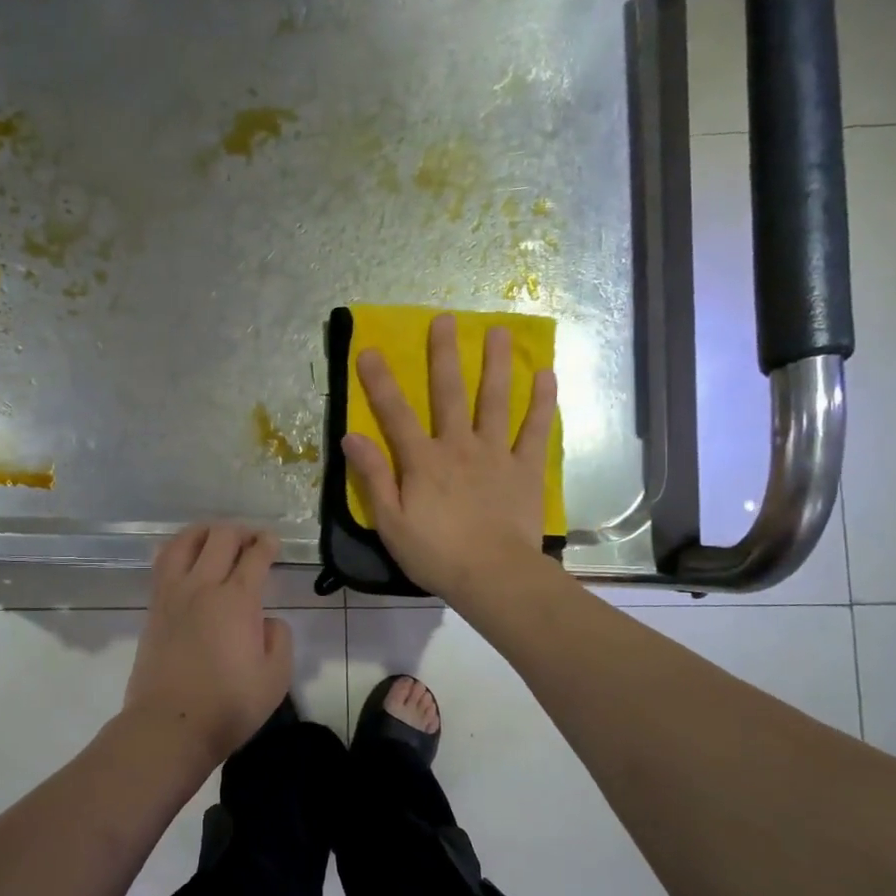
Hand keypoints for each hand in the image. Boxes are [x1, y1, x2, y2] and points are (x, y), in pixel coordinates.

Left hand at [122, 523, 293, 766]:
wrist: (170, 724)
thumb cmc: (229, 705)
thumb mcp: (275, 677)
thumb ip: (279, 639)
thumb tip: (267, 621)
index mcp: (237, 600)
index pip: (254, 556)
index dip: (267, 544)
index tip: (273, 543)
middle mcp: (203, 586)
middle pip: (220, 538)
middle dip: (240, 531)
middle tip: (251, 540)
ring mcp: (173, 594)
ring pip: (185, 542)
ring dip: (204, 531)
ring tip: (214, 536)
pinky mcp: (154, 608)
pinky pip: (162, 562)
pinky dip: (177, 548)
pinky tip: (183, 554)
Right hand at [342, 313, 557, 603]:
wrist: (494, 576)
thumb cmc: (436, 554)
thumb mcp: (390, 522)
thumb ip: (373, 477)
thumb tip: (351, 437)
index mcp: (422, 461)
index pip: (394, 414)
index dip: (380, 382)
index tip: (370, 350)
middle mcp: (458, 446)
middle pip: (449, 392)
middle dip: (444, 354)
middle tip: (445, 318)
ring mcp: (495, 454)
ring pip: (495, 400)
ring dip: (496, 364)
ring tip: (499, 332)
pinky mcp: (526, 468)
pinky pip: (535, 430)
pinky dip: (541, 403)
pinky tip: (545, 375)